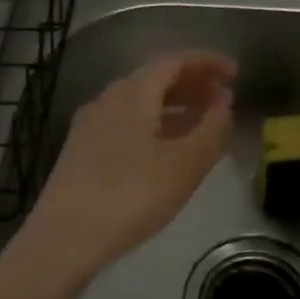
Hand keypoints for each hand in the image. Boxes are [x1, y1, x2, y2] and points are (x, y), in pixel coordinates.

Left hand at [22, 51, 236, 281]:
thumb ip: (212, 130)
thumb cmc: (132, 196)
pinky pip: (127, 123)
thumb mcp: (185, 165)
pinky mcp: (82, 150)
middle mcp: (108, 99)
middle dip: (193, 84)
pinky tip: (167, 150)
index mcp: (133, 92)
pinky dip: (155, 125)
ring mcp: (91, 124)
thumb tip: (224, 105)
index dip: (207, 62)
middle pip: (155, 78)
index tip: (235, 73)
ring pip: (140, 102)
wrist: (64, 238)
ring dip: (175, 107)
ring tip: (203, 125)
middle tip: (224, 100)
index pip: (174, 60)